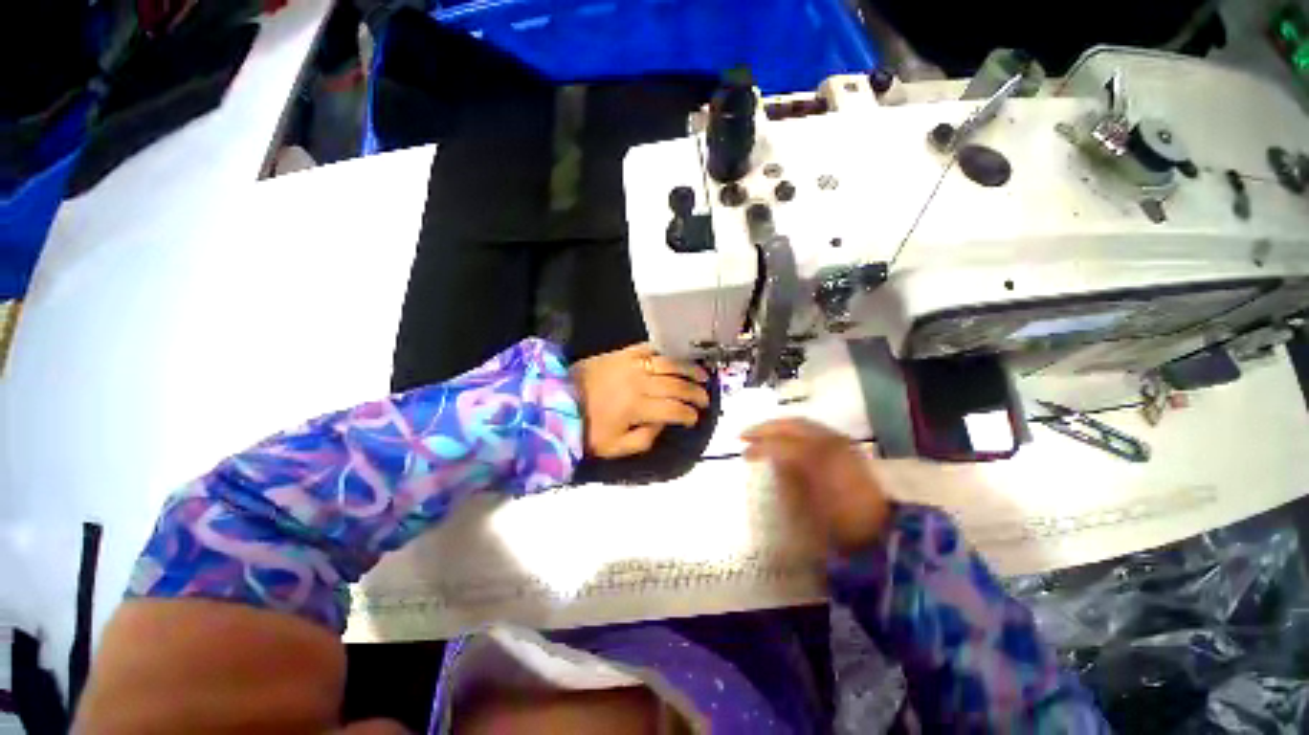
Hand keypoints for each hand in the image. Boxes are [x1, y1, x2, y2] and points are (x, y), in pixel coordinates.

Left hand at [571, 344, 710, 458]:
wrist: (558, 399)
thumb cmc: (586, 427)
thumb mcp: (614, 447)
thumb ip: (643, 439)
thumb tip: (662, 424)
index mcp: (637, 407)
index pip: (674, 409)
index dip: (689, 415)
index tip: (695, 419)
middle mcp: (639, 382)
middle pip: (677, 385)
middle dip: (696, 393)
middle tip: (706, 399)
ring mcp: (631, 364)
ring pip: (669, 364)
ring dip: (689, 370)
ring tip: (702, 376)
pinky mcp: (623, 353)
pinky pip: (650, 349)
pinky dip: (665, 353)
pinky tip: (676, 358)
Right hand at [742, 418, 890, 552]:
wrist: (887, 531)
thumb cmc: (843, 524)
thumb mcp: (808, 508)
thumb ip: (788, 480)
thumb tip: (772, 462)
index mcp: (817, 457)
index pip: (779, 444)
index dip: (758, 447)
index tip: (743, 453)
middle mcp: (828, 441)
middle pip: (790, 425)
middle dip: (765, 428)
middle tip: (745, 435)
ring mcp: (839, 441)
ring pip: (802, 423)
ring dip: (779, 426)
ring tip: (763, 434)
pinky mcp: (845, 446)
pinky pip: (814, 429)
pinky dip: (795, 430)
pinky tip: (787, 439)